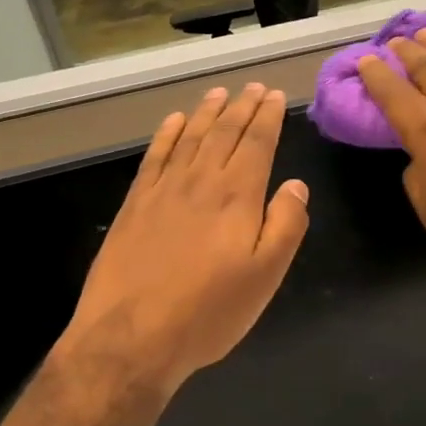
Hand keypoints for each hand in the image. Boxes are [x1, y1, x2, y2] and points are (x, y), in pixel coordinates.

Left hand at [65, 84, 309, 391]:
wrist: (130, 338)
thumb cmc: (209, 311)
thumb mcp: (266, 275)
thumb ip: (286, 225)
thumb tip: (296, 186)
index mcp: (237, 196)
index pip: (256, 143)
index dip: (267, 117)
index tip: (273, 95)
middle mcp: (200, 181)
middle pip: (225, 133)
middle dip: (242, 107)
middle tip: (253, 87)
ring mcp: (163, 191)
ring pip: (190, 138)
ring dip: (207, 113)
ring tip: (219, 94)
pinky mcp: (135, 205)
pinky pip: (155, 157)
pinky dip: (167, 135)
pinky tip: (175, 122)